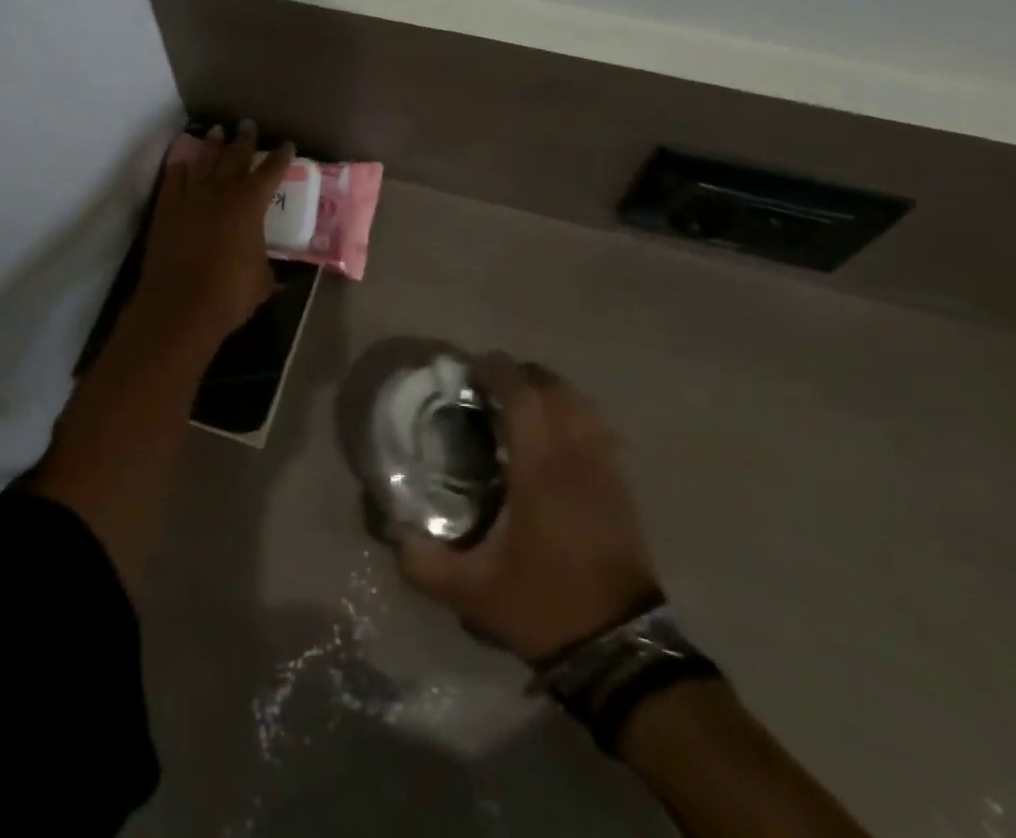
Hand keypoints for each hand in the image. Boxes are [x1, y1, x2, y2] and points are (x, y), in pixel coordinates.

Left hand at [133, 122, 293, 344]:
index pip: (270, 172)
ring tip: (216, 131)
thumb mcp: (262, 280)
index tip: (286, 144)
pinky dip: (180, 166)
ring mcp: (190, 197)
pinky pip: (173, 178)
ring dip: (212, 145)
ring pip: (203, 161)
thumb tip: (275, 272)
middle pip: (234, 157)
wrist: (179, 306)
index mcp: (250, 205)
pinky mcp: (166, 209)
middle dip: (243, 140)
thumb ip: (268, 267)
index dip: (280, 157)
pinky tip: (183, 161)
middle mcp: (220, 192)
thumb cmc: (229, 294)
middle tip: (247, 125)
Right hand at [398, 355, 660, 661]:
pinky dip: (576, 412)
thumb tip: (393, 529)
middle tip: (492, 382)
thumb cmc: (543, 607)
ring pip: (582, 404)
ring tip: (524, 398)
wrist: (620, 650)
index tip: (473, 366)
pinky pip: (599, 427)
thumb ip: (423, 562)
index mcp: (540, 472)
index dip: (498, 373)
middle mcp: (576, 457)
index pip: (523, 398)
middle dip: (523, 374)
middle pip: (555, 389)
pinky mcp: (622, 485)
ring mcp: (605, 469)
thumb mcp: (470, 593)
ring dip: (551, 389)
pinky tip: (558, 428)